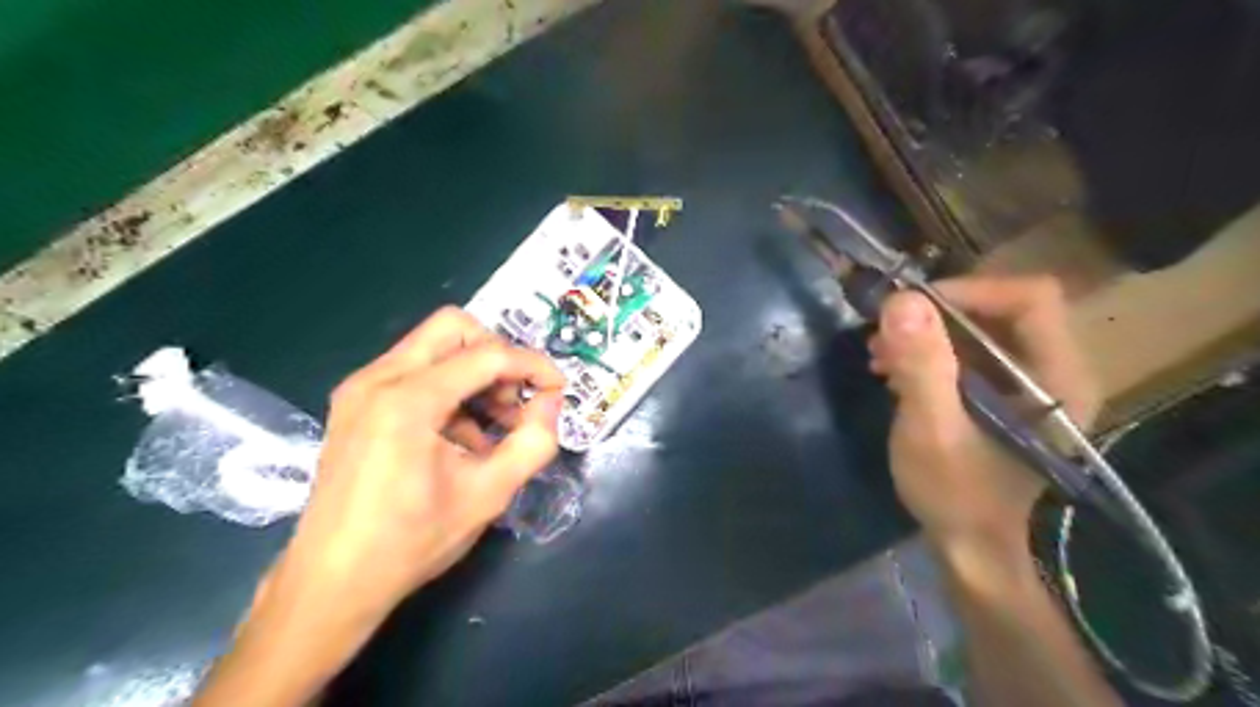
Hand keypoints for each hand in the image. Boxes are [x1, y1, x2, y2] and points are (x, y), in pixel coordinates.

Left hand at [283, 306, 563, 621]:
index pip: (487, 355)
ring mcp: (360, 388)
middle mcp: (377, 378)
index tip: (558, 389)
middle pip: (453, 328)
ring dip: (473, 374)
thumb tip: (551, 401)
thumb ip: (533, 441)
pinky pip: (413, 371)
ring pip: (433, 347)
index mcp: (408, 400)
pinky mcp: (354, 403)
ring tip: (491, 427)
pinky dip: (447, 389)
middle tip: (514, 399)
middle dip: (496, 355)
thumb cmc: (412, 541)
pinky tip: (459, 438)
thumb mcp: (489, 494)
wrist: (331, 583)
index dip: (532, 365)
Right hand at [874, 275, 1099, 557]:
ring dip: (926, 335)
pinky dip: (928, 354)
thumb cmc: (956, 495)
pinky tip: (893, 373)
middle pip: (1001, 308)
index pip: (1030, 297)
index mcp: (1057, 378)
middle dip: (936, 315)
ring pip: (980, 330)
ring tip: (880, 355)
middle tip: (884, 334)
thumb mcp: (931, 430)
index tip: (910, 309)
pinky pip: (968, 354)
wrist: (970, 548)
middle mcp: (1054, 372)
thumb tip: (901, 300)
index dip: (969, 290)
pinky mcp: (1003, 397)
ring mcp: (1028, 385)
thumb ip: (922, 366)